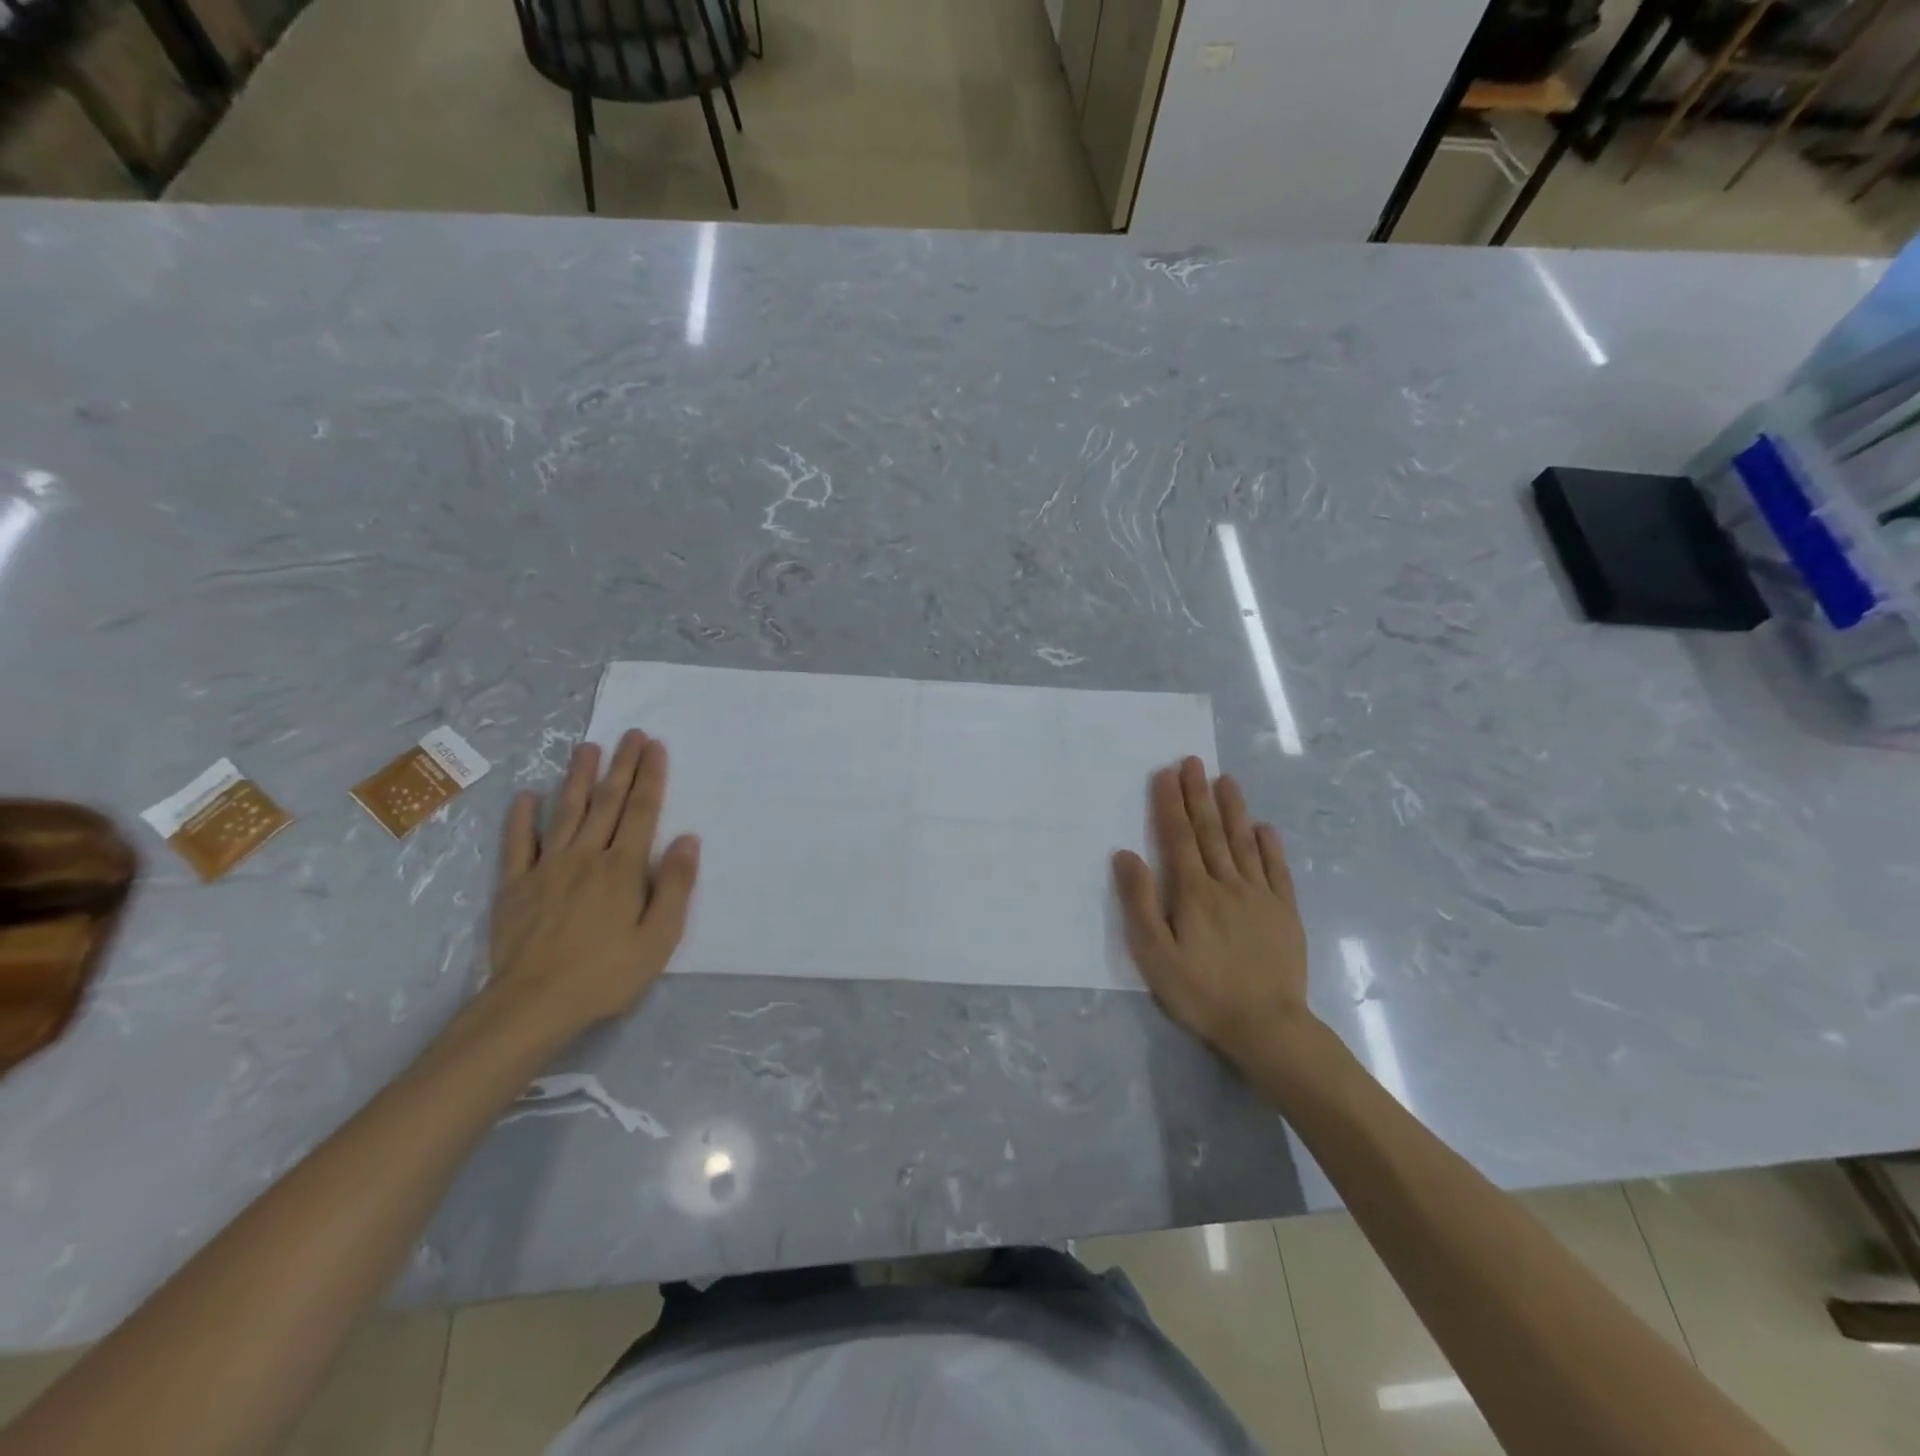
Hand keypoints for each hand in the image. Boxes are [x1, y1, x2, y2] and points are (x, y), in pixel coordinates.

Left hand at [486, 730, 699, 1039]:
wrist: (533, 1005)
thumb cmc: (606, 974)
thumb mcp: (659, 937)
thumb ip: (675, 885)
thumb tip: (687, 839)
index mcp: (623, 868)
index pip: (642, 811)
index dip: (650, 777)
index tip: (655, 746)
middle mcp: (586, 856)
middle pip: (607, 803)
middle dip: (621, 766)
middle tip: (630, 734)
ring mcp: (546, 868)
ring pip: (565, 813)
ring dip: (577, 778)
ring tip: (586, 748)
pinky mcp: (515, 886)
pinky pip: (518, 844)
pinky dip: (521, 819)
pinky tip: (526, 797)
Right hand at [1112, 757, 1312, 1073]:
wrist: (1267, 1027)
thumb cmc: (1201, 993)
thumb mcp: (1154, 955)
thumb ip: (1139, 903)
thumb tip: (1125, 854)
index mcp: (1193, 892)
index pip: (1178, 838)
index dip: (1170, 804)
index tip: (1166, 773)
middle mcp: (1227, 884)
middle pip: (1210, 832)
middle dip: (1198, 795)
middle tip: (1192, 762)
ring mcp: (1261, 896)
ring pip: (1243, 843)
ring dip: (1233, 809)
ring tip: (1226, 779)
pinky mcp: (1285, 913)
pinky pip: (1277, 870)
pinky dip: (1269, 846)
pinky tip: (1264, 828)